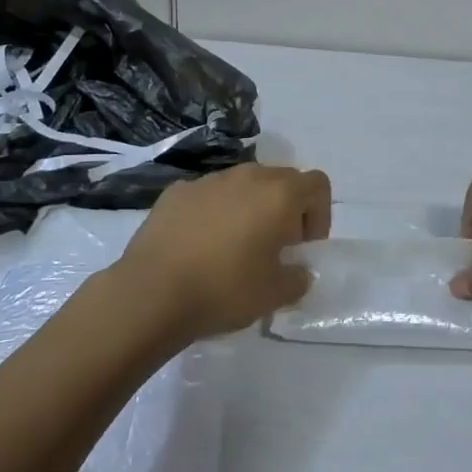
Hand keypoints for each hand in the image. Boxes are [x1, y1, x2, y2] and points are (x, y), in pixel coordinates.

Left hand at [115, 164, 330, 341]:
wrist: (151, 292)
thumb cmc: (224, 290)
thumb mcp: (275, 295)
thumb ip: (298, 278)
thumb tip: (297, 270)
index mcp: (279, 195)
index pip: (317, 184)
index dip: (319, 214)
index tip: (303, 247)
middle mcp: (247, 176)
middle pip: (281, 180)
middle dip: (286, 208)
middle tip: (274, 248)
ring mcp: (209, 180)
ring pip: (243, 184)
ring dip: (250, 208)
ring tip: (234, 247)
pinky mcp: (177, 191)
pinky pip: (209, 195)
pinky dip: (215, 212)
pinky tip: (200, 246)